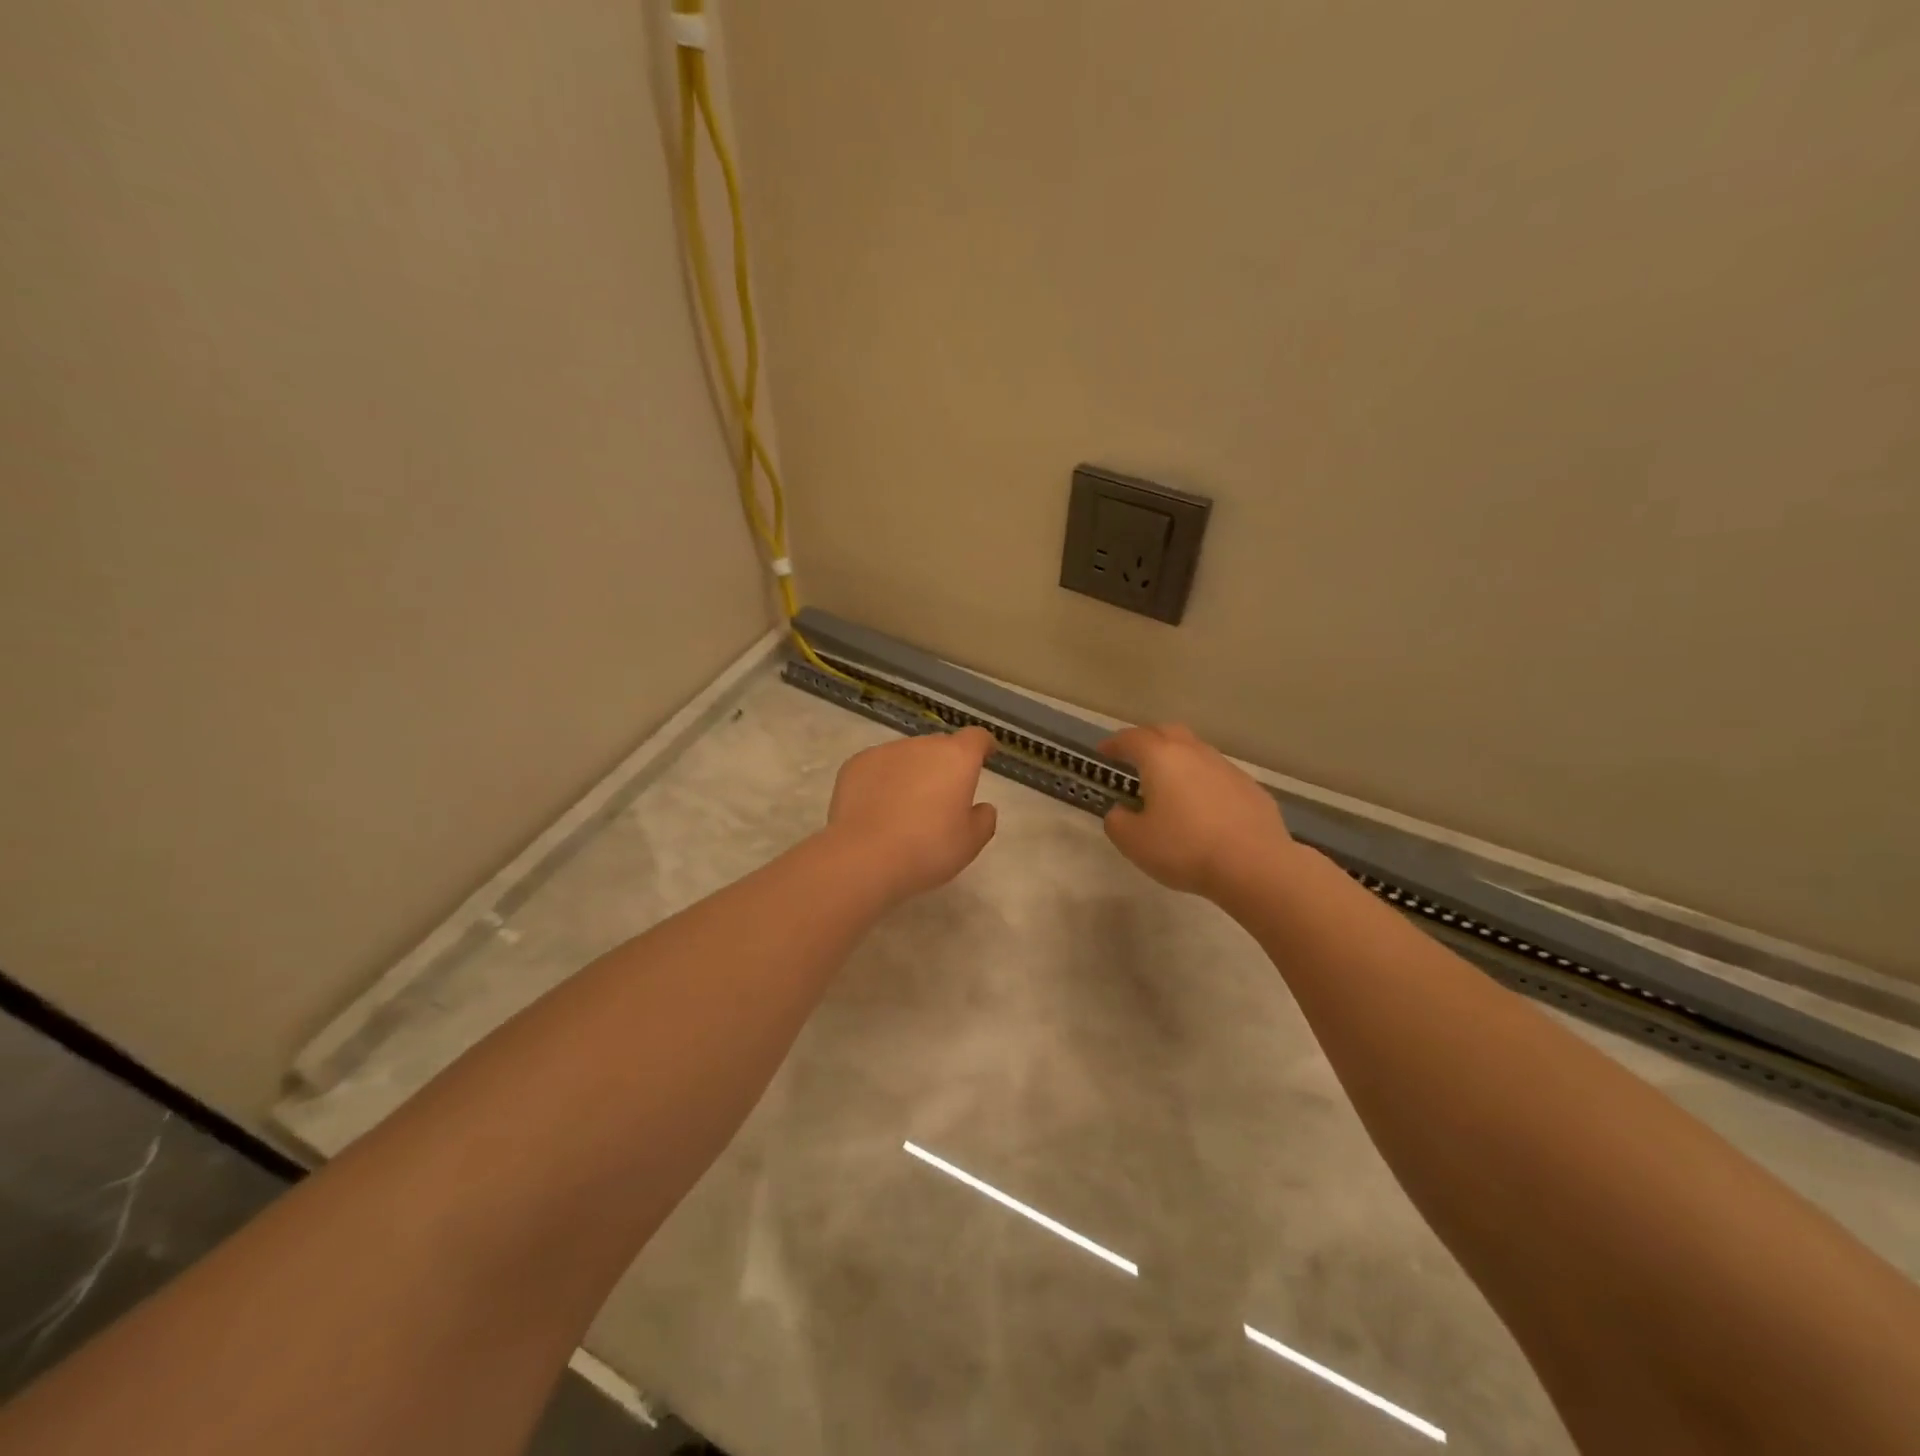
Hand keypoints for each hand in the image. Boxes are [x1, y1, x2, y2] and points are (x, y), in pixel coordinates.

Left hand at [824, 727, 998, 904]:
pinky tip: (877, 808)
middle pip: (940, 746)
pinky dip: (882, 780)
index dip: (983, 746)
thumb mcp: (970, 843)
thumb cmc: (928, 849)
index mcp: (956, 758)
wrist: (865, 857)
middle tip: (942, 796)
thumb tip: (982, 807)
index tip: (986, 756)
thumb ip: (983, 819)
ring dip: (912, 771)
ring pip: (907, 755)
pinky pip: (878, 766)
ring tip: (905, 806)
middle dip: (945, 764)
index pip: (976, 738)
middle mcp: (922, 745)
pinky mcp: (856, 764)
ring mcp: (885, 751)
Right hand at [1099, 724, 1294, 898]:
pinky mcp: (1251, 788)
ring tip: (1168, 783)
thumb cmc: (1185, 849)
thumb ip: (1118, 822)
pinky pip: (1218, 775)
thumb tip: (1121, 811)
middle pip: (1167, 732)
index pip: (1132, 739)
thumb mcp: (1134, 842)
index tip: (1104, 752)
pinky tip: (1203, 807)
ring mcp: (1227, 768)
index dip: (1114, 744)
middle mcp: (1194, 753)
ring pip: (1196, 751)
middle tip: (1135, 757)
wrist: (1254, 865)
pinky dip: (1203, 782)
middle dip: (1148, 740)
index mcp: (1161, 758)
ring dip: (1178, 760)